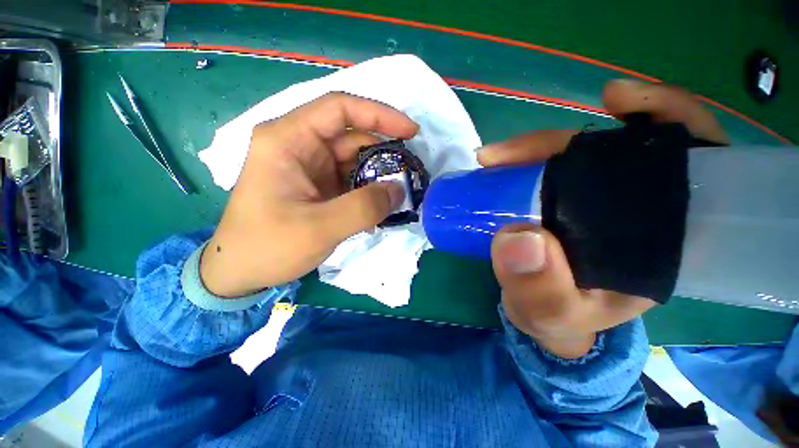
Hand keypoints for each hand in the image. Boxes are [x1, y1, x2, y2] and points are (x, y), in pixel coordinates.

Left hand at [201, 93, 418, 297]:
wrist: (241, 271)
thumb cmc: (268, 247)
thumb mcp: (319, 228)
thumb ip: (364, 208)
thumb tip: (398, 190)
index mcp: (289, 140)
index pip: (340, 109)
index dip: (379, 114)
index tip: (411, 131)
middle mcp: (299, 145)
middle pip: (351, 135)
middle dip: (384, 151)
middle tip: (409, 171)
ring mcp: (310, 166)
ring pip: (354, 158)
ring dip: (378, 173)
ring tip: (400, 191)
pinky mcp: (318, 185)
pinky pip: (351, 178)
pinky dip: (369, 188)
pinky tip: (382, 203)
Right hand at [479, 79, 727, 357]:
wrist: (543, 315)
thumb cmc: (557, 316)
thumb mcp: (549, 314)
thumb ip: (540, 290)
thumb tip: (520, 238)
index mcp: (660, 239)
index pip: (692, 166)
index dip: (669, 122)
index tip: (621, 108)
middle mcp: (634, 211)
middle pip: (619, 151)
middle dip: (572, 139)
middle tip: (512, 153)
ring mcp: (595, 204)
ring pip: (578, 156)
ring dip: (541, 145)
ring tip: (501, 154)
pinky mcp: (564, 204)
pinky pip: (554, 169)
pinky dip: (535, 154)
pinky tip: (515, 154)